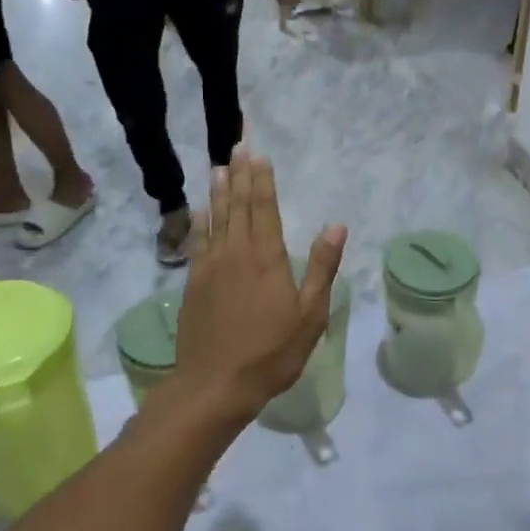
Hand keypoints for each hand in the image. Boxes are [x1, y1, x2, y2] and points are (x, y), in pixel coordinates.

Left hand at [166, 146, 347, 426]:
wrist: (215, 385)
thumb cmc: (271, 352)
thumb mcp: (310, 315)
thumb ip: (322, 267)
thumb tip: (336, 225)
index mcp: (266, 258)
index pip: (265, 209)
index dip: (262, 180)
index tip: (259, 154)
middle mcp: (235, 253)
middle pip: (238, 206)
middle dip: (239, 174)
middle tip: (237, 145)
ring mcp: (210, 267)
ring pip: (215, 219)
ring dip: (219, 191)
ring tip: (219, 167)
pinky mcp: (193, 283)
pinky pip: (198, 242)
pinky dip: (201, 222)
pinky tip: (201, 210)